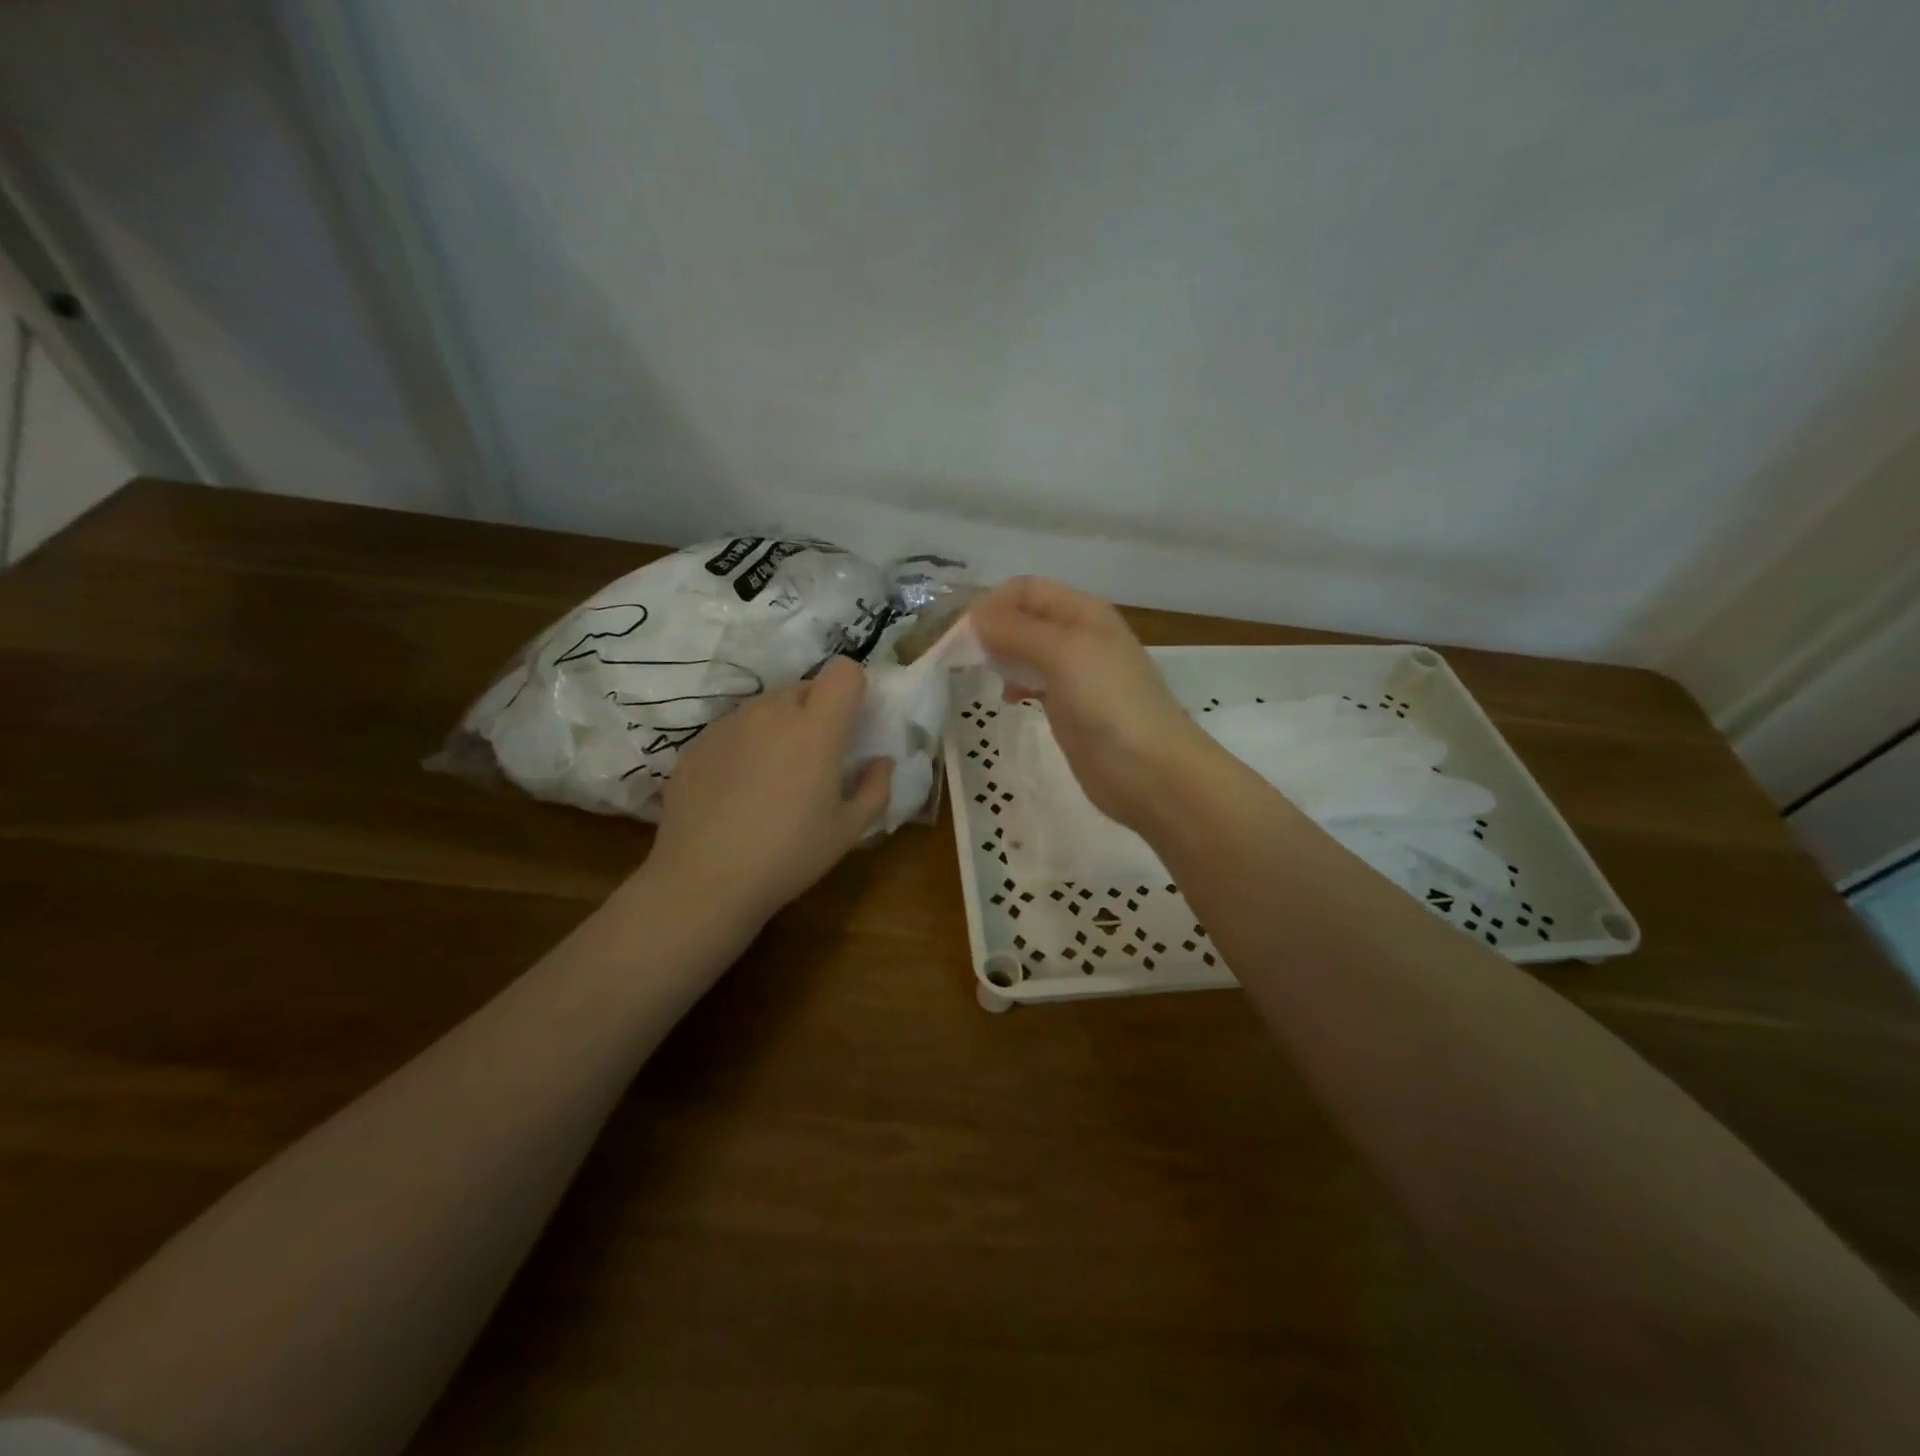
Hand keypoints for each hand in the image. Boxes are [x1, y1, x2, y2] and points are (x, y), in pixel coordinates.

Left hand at [648, 657, 892, 924]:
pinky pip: (734, 727)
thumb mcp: (849, 830)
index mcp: (816, 728)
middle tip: (816, 757)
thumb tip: (880, 762)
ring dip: (780, 726)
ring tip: (774, 776)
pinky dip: (746, 744)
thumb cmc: (789, 855)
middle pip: (805, 687)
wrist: (702, 881)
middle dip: (818, 711)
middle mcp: (771, 713)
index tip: (853, 722)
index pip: (843, 670)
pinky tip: (738, 789)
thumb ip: (876, 787)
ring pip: (767, 706)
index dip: (854, 689)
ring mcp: (729, 724)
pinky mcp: (697, 742)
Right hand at [970, 577, 1214, 832]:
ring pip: (1026, 651)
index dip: (994, 603)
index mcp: (1083, 612)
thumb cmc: (1108, 702)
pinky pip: (1034, 682)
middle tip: (967, 658)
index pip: (1026, 589)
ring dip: (1002, 658)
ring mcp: (1075, 674)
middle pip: (1025, 618)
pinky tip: (1009, 701)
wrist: (1149, 770)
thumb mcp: (1061, 653)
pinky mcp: (1070, 707)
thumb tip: (975, 616)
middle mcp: (1079, 635)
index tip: (965, 634)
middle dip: (994, 630)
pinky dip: (1015, 685)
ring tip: (986, 677)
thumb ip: (1016, 631)